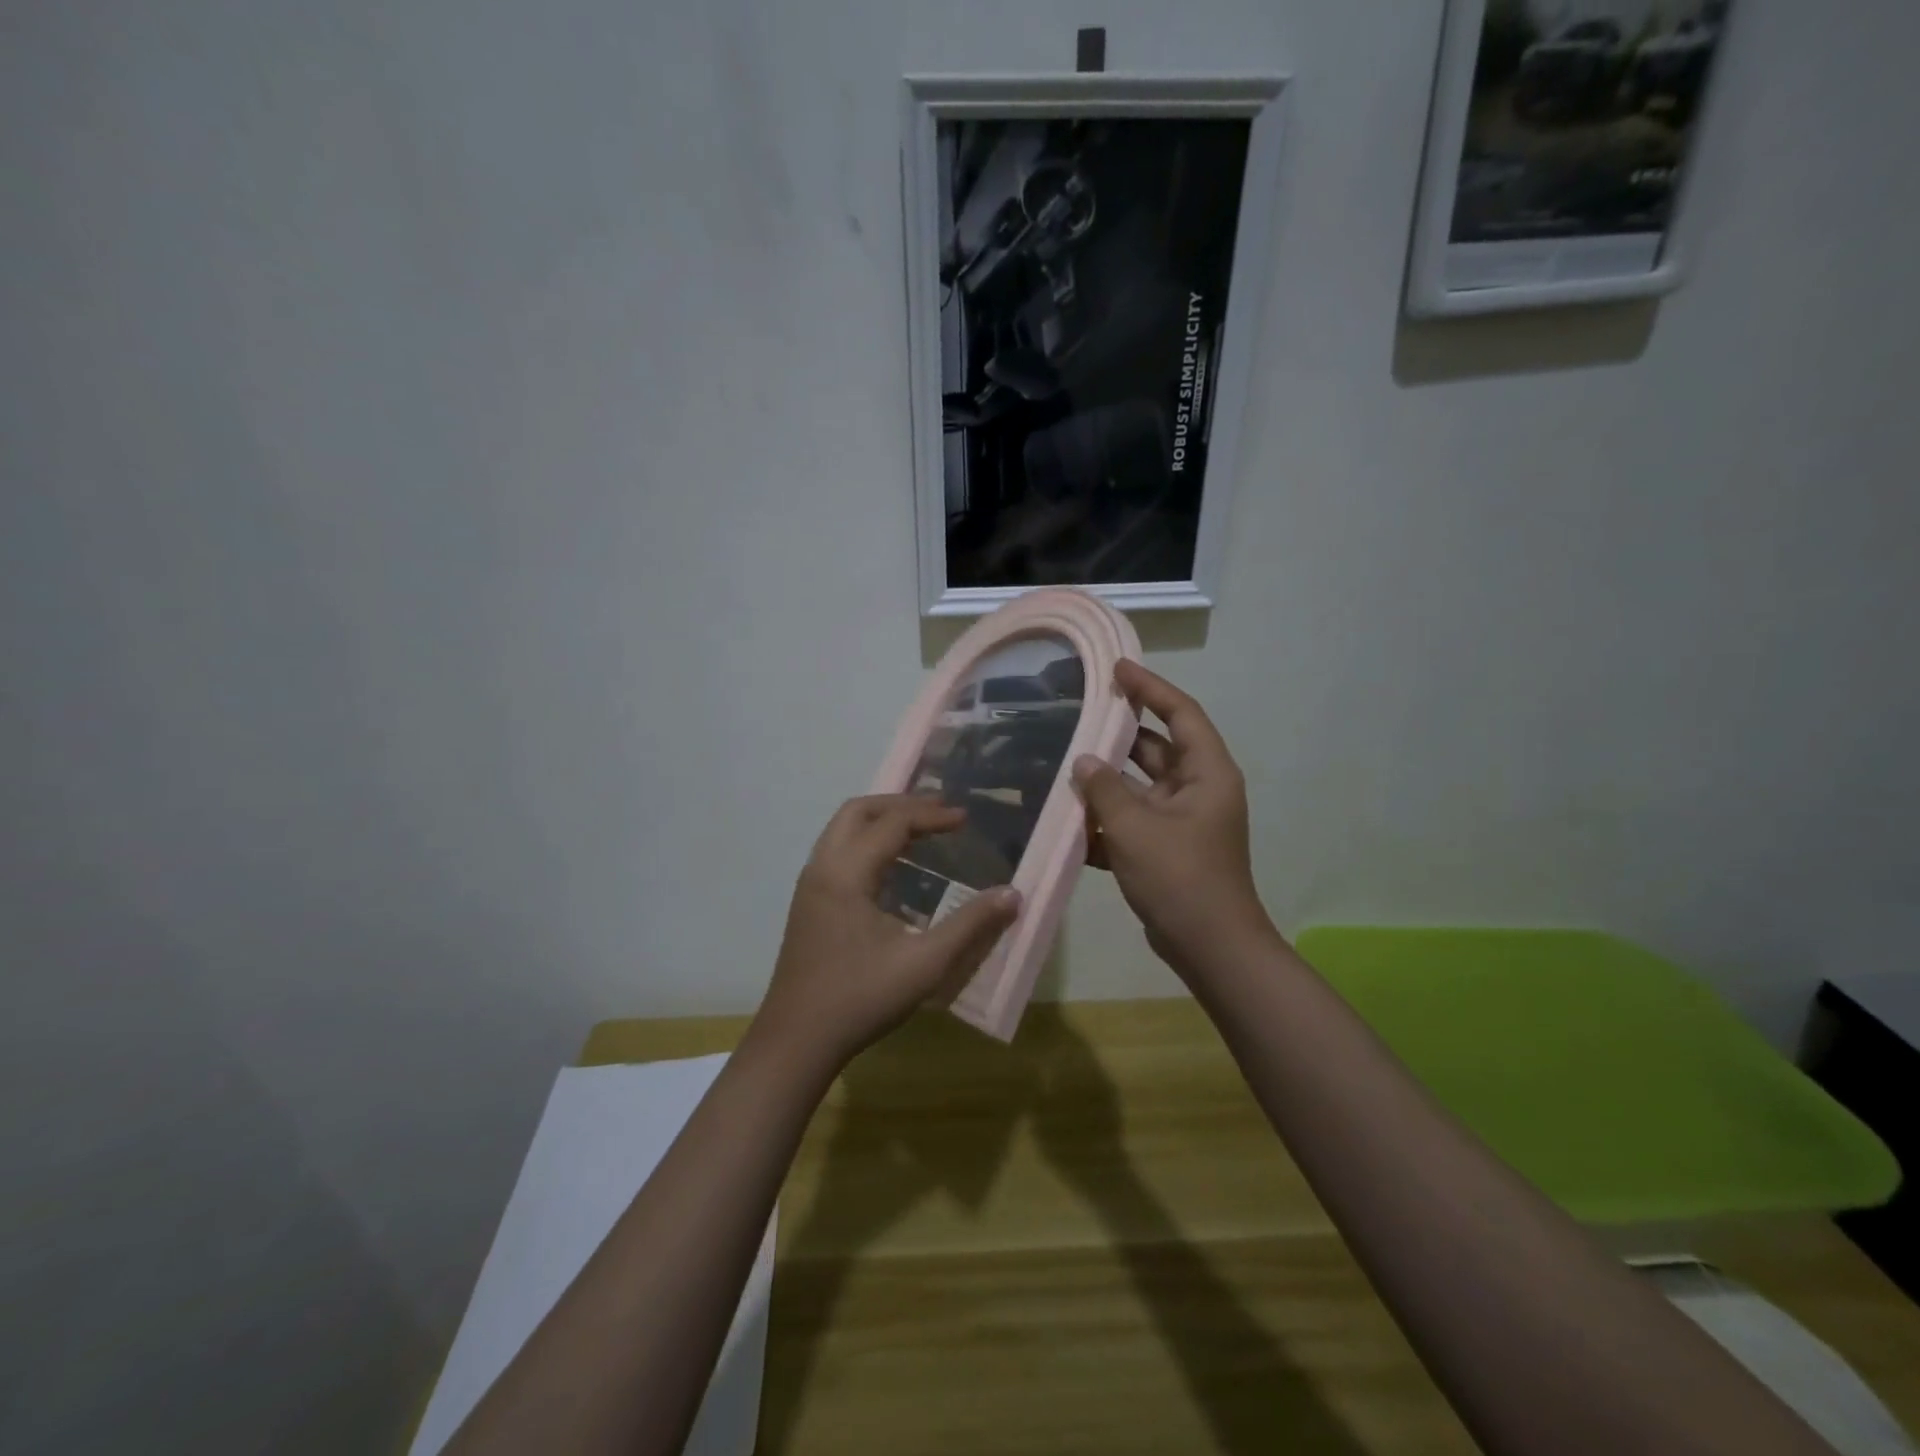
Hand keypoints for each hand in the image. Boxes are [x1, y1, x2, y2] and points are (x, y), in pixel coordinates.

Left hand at [752, 794, 1020, 1072]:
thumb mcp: (924, 964)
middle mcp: (822, 867)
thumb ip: (970, 925)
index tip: (966, 819)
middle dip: (901, 804)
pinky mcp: (808, 902)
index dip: (932, 816)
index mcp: (846, 873)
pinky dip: (867, 842)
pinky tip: (893, 868)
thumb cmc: (860, 999)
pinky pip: (838, 851)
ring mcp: (810, 884)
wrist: (796, 1041)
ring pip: (843, 829)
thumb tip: (1012, 894)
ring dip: (881, 821)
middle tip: (939, 811)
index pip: (892, 823)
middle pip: (859, 811)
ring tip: (921, 830)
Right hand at [1074, 661, 1275, 980]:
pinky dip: (1107, 819)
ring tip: (1062, 763)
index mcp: (1206, 773)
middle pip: (1156, 748)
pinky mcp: (1166, 848)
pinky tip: (1069, 819)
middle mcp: (1197, 790)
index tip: (1116, 668)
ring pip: (1138, 787)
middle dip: (1118, 735)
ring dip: (1106, 781)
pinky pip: (1133, 820)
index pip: (1181, 713)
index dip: (1150, 688)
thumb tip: (1083, 761)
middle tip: (1077, 715)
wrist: (1209, 948)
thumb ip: (1105, 790)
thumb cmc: (1180, 878)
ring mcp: (1181, 821)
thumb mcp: (1136, 828)